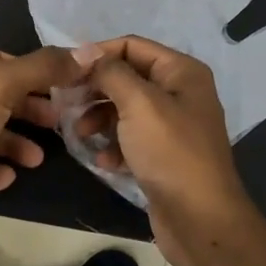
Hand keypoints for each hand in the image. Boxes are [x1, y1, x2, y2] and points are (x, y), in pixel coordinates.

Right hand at [72, 36, 256, 262]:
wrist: (200, 219)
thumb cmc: (171, 153)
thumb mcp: (139, 104)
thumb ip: (111, 73)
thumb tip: (87, 53)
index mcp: (182, 72)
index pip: (132, 46)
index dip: (98, 54)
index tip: (66, 72)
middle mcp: (180, 93)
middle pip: (127, 78)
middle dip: (96, 89)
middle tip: (65, 103)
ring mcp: (173, 126)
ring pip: (125, 110)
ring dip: (99, 119)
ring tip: (80, 135)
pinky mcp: (164, 156)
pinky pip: (131, 139)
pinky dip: (114, 146)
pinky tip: (103, 162)